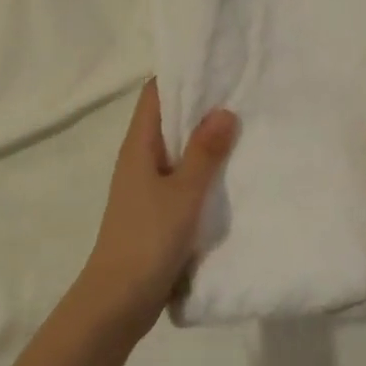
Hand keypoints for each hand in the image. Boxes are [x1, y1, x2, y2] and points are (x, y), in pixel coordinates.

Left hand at [75, 79, 237, 336]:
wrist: (119, 300)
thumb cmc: (147, 239)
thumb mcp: (183, 193)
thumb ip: (205, 153)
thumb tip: (224, 109)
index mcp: (138, 146)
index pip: (156, 94)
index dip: (182, 75)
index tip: (217, 64)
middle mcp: (140, 158)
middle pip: (169, 119)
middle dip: (201, 106)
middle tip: (244, 91)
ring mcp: (147, 185)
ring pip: (178, 150)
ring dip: (205, 140)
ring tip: (246, 125)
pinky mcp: (156, 210)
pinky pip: (182, 178)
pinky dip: (204, 170)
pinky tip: (232, 173)